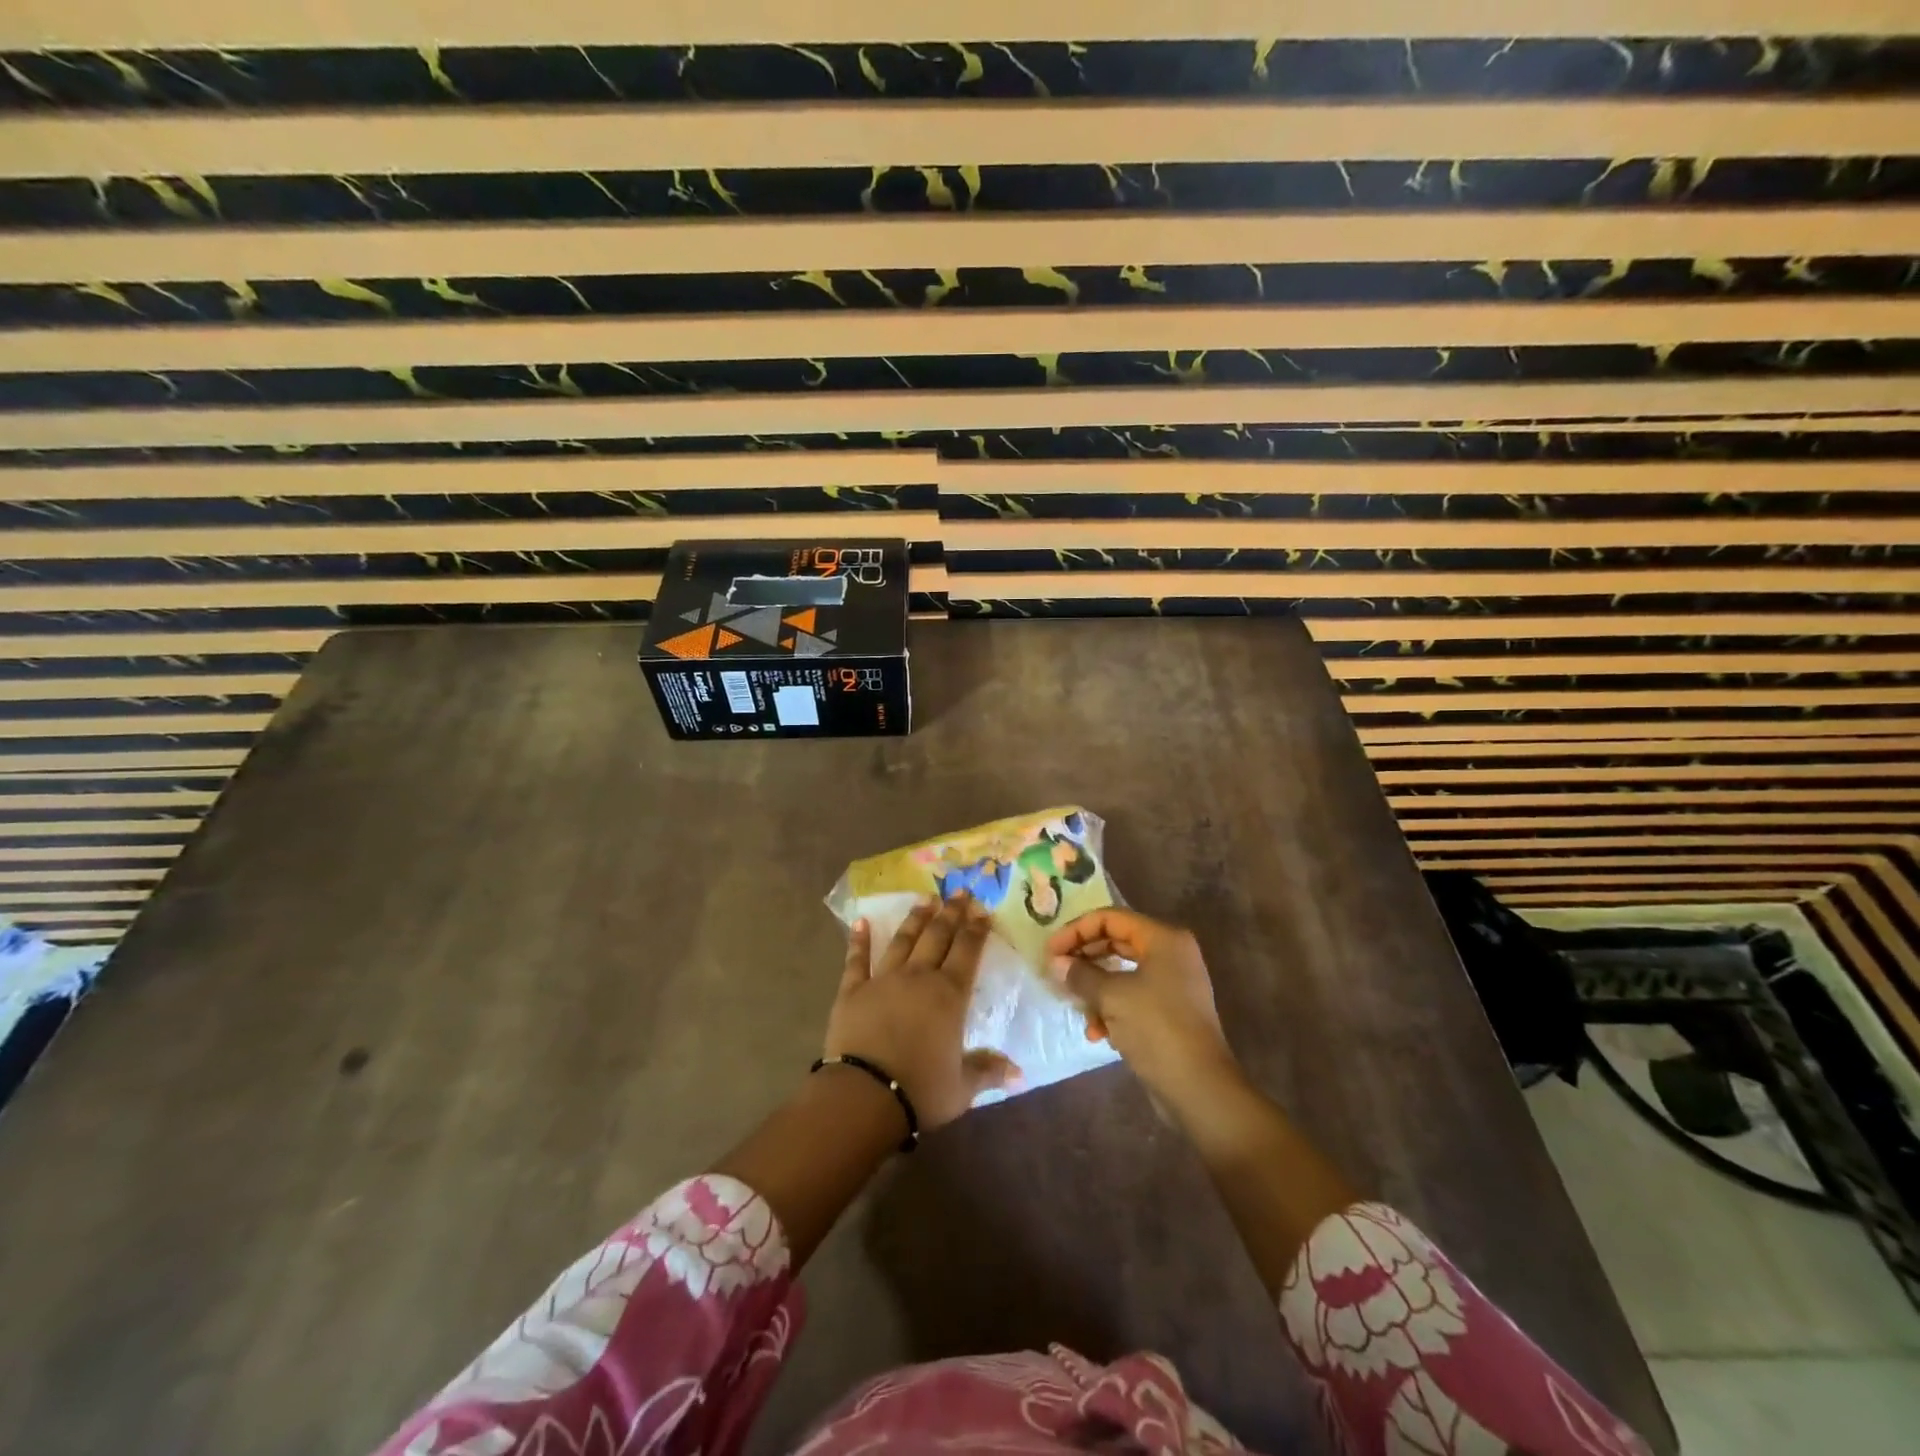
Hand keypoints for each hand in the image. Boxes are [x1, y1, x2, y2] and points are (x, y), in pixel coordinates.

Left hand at [826, 893, 1020, 1132]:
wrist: (865, 1094)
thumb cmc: (921, 1090)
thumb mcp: (962, 1087)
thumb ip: (988, 1071)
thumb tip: (1020, 1073)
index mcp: (949, 995)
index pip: (967, 952)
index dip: (976, 929)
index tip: (982, 910)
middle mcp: (919, 977)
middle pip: (937, 937)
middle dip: (950, 913)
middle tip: (958, 892)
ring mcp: (883, 980)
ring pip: (903, 941)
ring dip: (915, 919)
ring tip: (924, 900)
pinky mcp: (852, 990)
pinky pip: (857, 960)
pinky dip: (859, 940)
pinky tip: (861, 922)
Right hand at [1045, 908, 1240, 1110]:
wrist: (1199, 1089)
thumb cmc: (1156, 1029)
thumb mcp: (1112, 997)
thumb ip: (1081, 975)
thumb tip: (1056, 963)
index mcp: (1163, 939)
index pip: (1111, 918)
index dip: (1077, 930)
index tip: (1050, 951)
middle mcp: (1170, 954)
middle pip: (1116, 942)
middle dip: (1084, 958)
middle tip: (1056, 972)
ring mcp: (1172, 984)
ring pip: (1121, 972)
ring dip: (1095, 988)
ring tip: (1076, 1006)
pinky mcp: (1168, 1011)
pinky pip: (1131, 997)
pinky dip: (1111, 1009)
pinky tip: (1096, 1033)